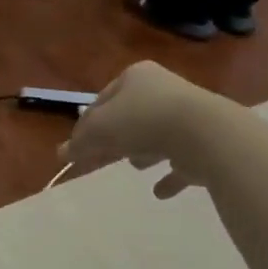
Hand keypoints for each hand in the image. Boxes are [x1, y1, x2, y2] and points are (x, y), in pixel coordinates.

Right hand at [60, 61, 236, 198]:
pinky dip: (170, 174)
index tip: (76, 148)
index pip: (101, 101)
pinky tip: (159, 191)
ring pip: (156, 135)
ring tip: (135, 166)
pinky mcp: (206, 142)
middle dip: (114, 138)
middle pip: (128, 118)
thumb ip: (80, 142)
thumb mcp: (99, 129)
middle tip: (99, 159)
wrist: (204, 134)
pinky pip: (182, 160)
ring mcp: (188, 115)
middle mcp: (162, 90)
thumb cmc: (142, 121)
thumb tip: (62, 153)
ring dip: (143, 150)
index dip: (86, 125)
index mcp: (135, 77)